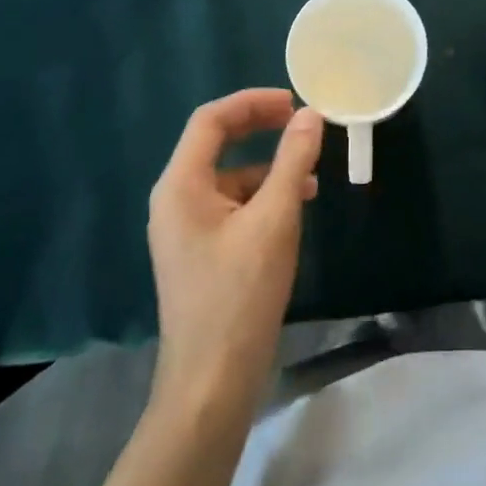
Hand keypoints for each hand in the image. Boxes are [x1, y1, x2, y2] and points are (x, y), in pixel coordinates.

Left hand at [147, 89, 323, 413]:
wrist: (211, 385)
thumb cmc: (240, 295)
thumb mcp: (275, 219)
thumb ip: (293, 161)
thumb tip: (310, 115)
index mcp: (180, 185)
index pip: (211, 120)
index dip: (252, 102)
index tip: (294, 100)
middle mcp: (175, 199)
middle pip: (217, 143)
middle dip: (260, 127)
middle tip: (302, 121)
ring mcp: (185, 228)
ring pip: (229, 175)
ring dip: (268, 164)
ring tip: (310, 172)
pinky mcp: (200, 251)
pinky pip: (231, 205)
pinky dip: (263, 195)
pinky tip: (295, 208)